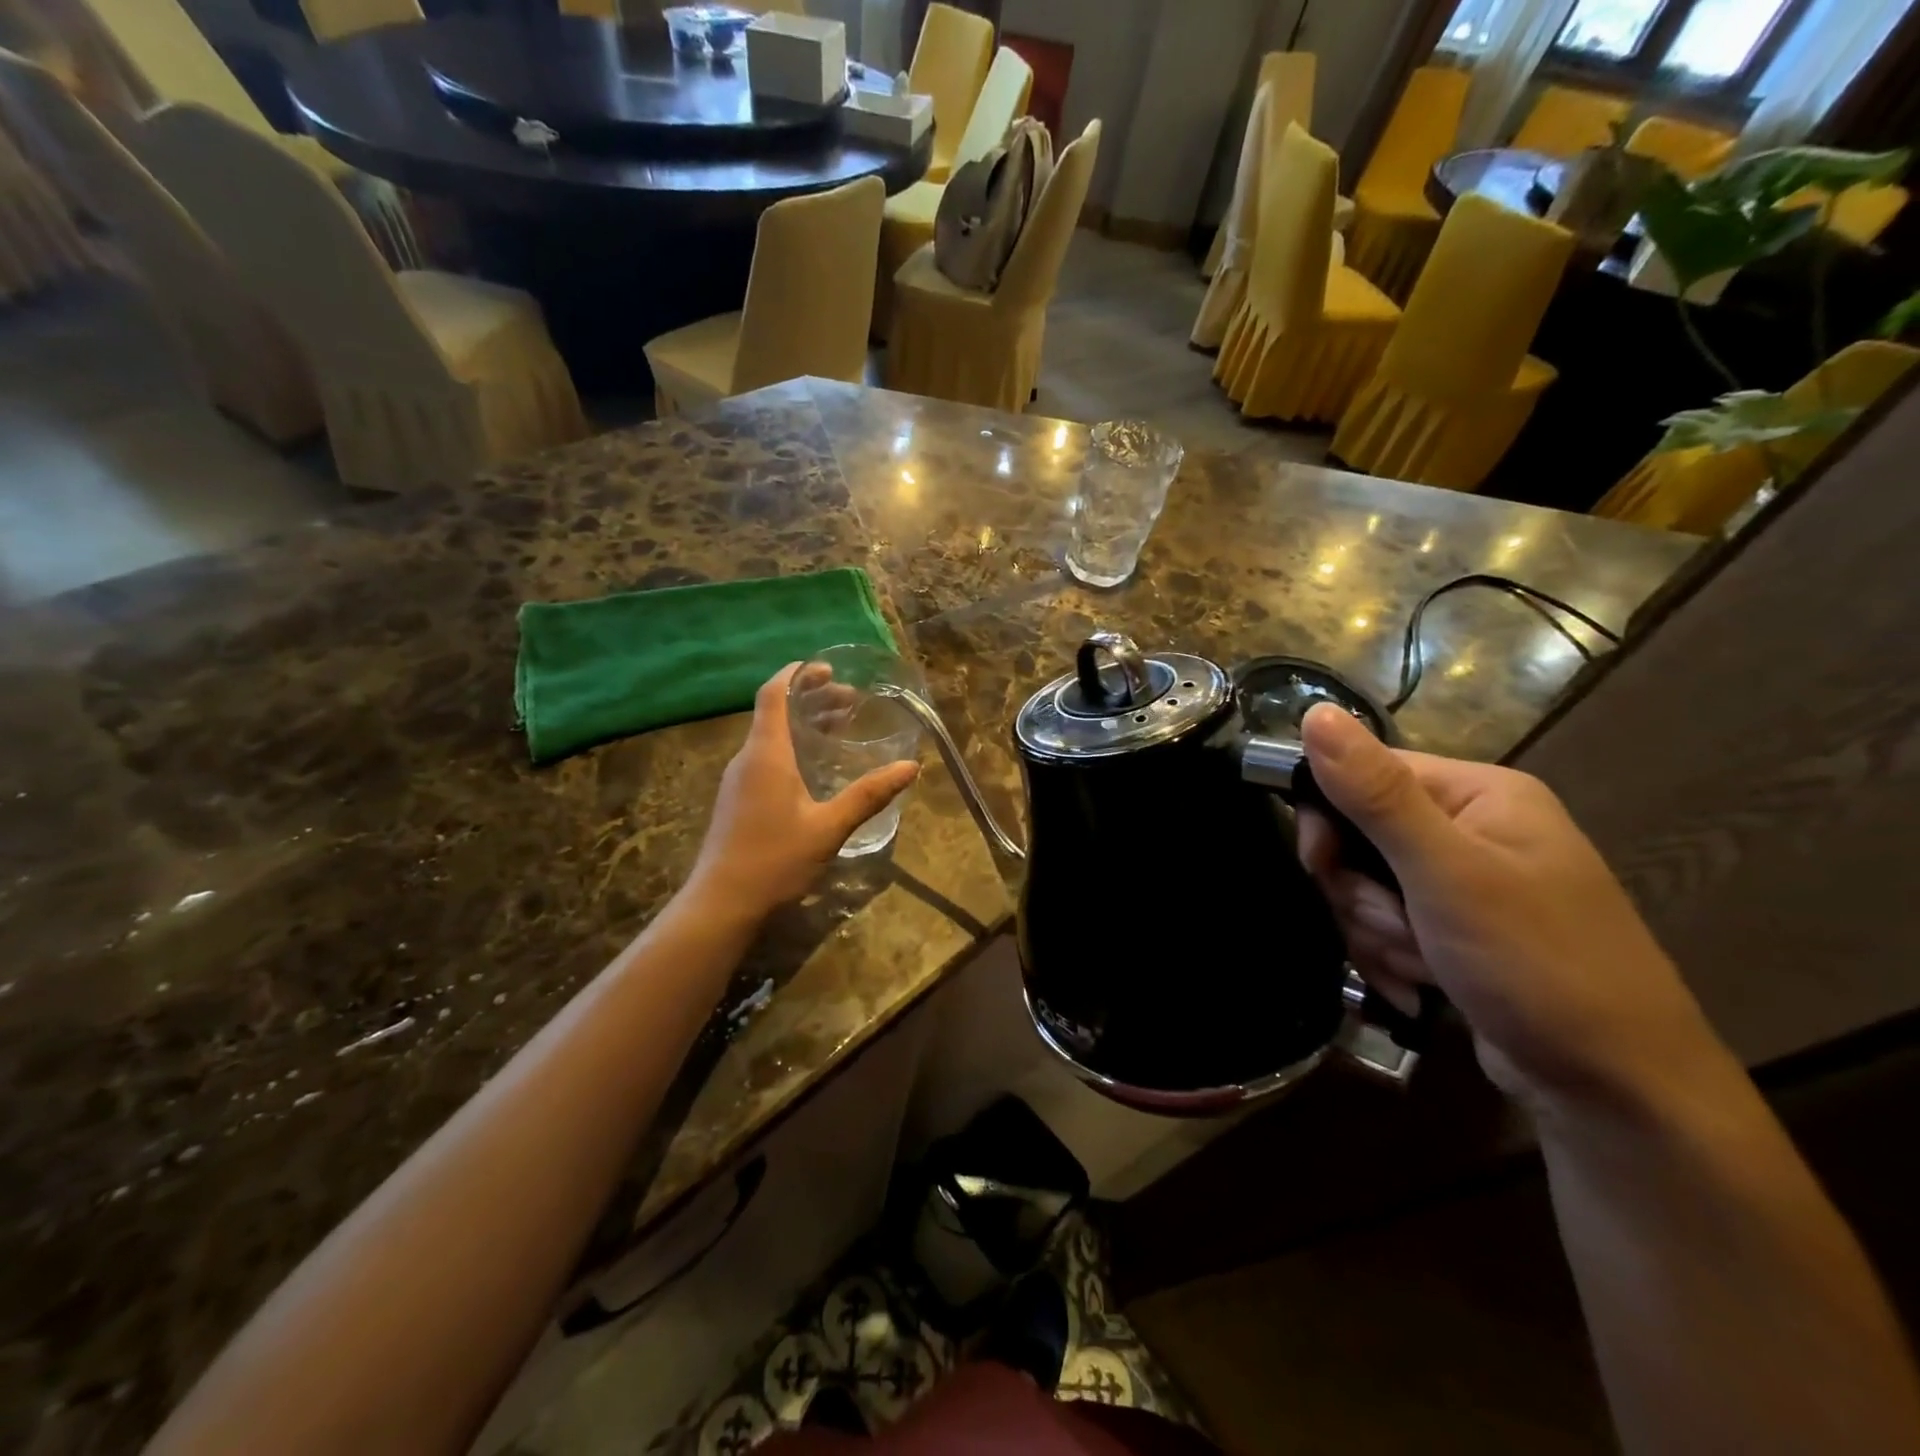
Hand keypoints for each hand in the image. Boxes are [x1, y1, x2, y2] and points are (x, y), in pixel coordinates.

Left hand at [688, 666, 920, 922]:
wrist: (721, 903)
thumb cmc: (775, 859)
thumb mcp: (829, 827)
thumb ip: (868, 794)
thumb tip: (910, 768)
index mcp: (766, 753)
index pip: (774, 694)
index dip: (797, 674)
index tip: (825, 666)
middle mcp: (748, 758)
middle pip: (776, 712)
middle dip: (812, 698)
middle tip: (850, 699)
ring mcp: (739, 780)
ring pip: (771, 736)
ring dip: (804, 725)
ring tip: (840, 726)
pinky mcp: (738, 800)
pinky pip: (767, 758)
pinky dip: (794, 747)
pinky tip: (816, 767)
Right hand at [1296, 704, 1719, 1114]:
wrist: (1616, 1093)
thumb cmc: (1536, 964)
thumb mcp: (1446, 872)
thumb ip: (1376, 793)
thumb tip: (1315, 712)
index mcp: (1480, 794)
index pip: (1366, 773)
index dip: (1329, 816)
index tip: (1321, 864)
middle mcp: (1472, 829)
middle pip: (1359, 836)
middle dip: (1362, 891)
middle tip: (1396, 925)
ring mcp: (1465, 883)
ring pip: (1366, 887)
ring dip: (1377, 931)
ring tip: (1423, 966)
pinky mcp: (1455, 930)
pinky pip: (1387, 924)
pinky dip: (1390, 955)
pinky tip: (1421, 984)